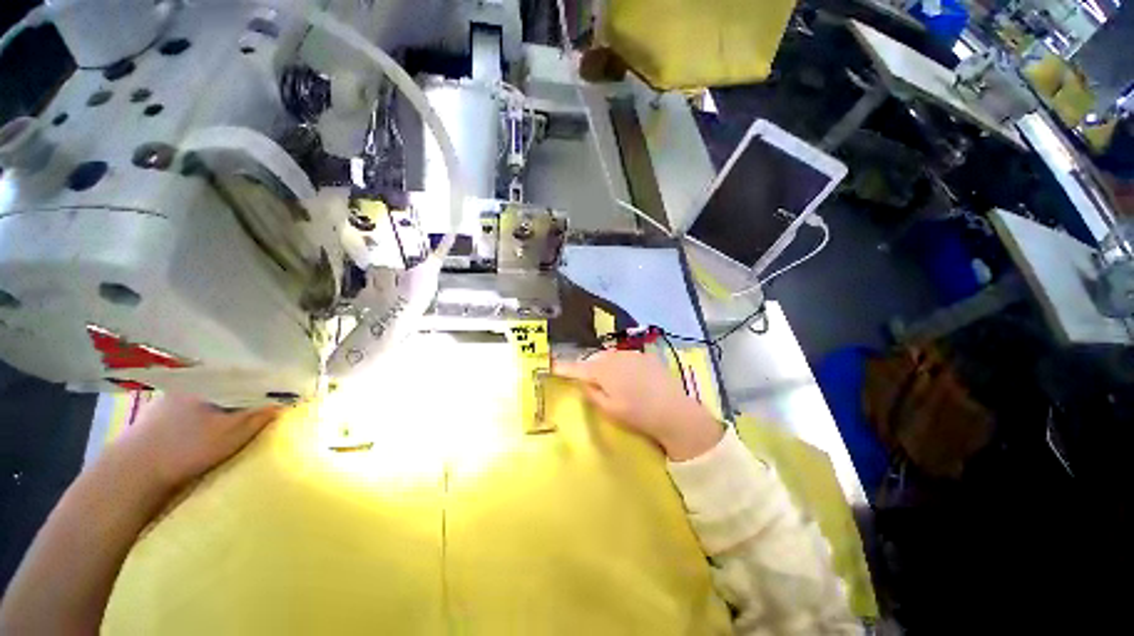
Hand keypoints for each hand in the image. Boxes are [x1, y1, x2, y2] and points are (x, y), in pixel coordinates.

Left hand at [116, 395, 282, 490]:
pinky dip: (211, 411)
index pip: (248, 374)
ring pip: (213, 394)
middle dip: (249, 391)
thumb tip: (286, 401)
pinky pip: (197, 405)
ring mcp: (173, 396)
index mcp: (209, 380)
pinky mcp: (162, 413)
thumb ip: (260, 416)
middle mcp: (191, 382)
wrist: (133, 471)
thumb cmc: (187, 448)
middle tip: (268, 403)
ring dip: (229, 402)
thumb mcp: (231, 433)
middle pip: (230, 383)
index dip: (268, 382)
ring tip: (245, 413)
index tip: (284, 392)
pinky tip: (215, 423)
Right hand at [555, 350, 722, 460]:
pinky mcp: (645, 355)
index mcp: (602, 370)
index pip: (576, 367)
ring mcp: (631, 354)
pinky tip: (629, 377)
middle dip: (588, 367)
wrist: (674, 412)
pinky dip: (620, 364)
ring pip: (609, 356)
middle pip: (593, 359)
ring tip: (611, 380)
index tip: (550, 364)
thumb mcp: (609, 409)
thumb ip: (591, 393)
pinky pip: (625, 357)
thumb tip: (582, 381)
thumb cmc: (637, 414)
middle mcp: (615, 356)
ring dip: (605, 365)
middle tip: (588, 381)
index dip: (562, 367)